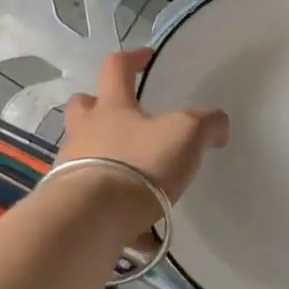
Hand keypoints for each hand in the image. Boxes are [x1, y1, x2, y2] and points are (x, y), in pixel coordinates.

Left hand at [57, 49, 229, 202]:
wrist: (94, 217)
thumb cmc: (140, 164)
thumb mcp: (186, 134)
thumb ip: (206, 124)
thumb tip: (218, 125)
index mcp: (111, 107)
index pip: (116, 68)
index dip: (132, 59)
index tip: (146, 57)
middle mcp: (85, 132)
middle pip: (82, 108)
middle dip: (98, 107)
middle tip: (122, 117)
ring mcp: (71, 168)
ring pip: (84, 154)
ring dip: (105, 160)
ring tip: (136, 182)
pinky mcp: (71, 203)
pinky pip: (94, 202)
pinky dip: (115, 211)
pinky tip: (138, 231)